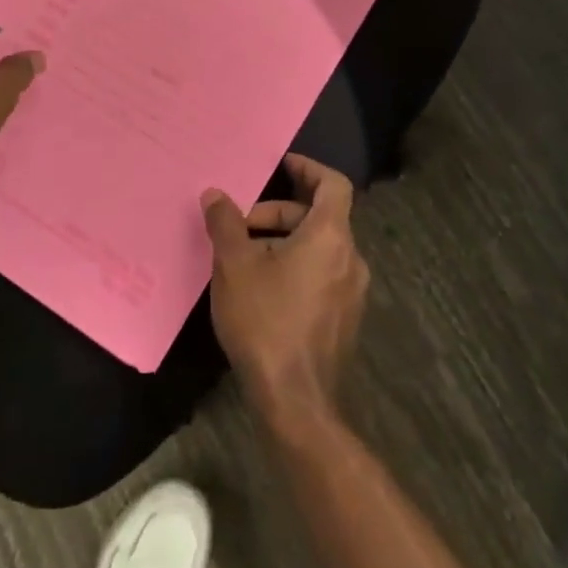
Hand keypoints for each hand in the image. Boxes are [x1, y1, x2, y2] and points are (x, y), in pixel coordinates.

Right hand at [202, 154, 368, 427]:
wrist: (296, 403)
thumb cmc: (266, 322)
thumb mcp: (235, 266)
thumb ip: (226, 224)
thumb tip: (215, 194)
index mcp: (331, 237)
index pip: (334, 184)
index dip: (308, 169)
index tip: (282, 164)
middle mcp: (350, 258)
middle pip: (320, 217)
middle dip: (279, 213)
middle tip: (241, 225)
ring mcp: (352, 292)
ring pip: (319, 248)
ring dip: (284, 242)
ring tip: (244, 258)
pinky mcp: (344, 319)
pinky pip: (322, 274)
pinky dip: (295, 266)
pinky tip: (261, 289)